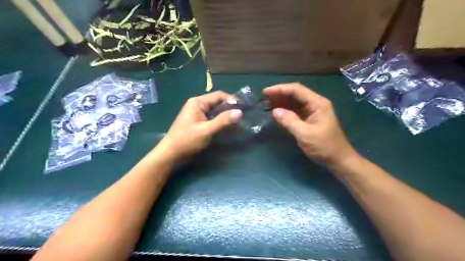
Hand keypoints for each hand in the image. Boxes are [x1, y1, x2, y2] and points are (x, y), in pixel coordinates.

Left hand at [158, 91, 243, 159]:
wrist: (170, 154)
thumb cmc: (187, 140)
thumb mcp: (206, 130)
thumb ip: (223, 121)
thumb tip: (240, 112)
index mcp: (198, 102)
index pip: (219, 95)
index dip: (232, 100)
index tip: (244, 107)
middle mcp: (197, 105)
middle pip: (217, 102)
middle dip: (229, 108)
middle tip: (242, 116)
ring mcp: (196, 113)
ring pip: (214, 111)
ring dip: (225, 115)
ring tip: (237, 121)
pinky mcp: (197, 122)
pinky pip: (211, 117)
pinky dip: (219, 121)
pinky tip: (227, 126)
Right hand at [263, 82, 356, 165]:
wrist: (338, 160)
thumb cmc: (323, 146)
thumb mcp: (305, 134)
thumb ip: (289, 121)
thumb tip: (274, 111)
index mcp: (317, 103)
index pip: (296, 90)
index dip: (279, 89)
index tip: (265, 92)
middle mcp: (315, 104)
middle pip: (295, 94)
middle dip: (279, 94)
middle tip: (264, 98)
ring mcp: (312, 111)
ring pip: (294, 102)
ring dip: (281, 102)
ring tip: (266, 104)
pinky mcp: (309, 119)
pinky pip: (295, 111)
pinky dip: (285, 111)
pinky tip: (276, 113)